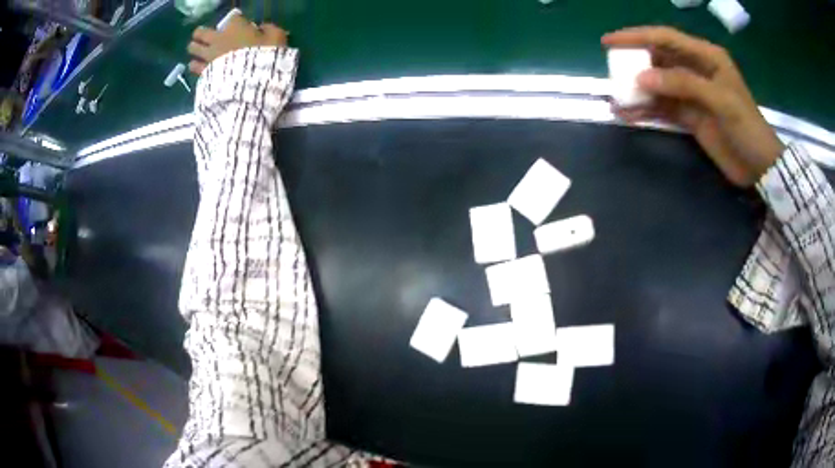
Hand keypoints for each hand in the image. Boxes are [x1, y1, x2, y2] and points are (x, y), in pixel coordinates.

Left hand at [187, 14, 287, 74]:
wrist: (250, 82)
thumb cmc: (265, 57)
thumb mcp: (277, 38)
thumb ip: (270, 29)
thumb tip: (263, 27)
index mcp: (236, 27)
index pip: (233, 18)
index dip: (236, 21)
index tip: (240, 26)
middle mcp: (218, 39)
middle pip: (201, 32)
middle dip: (201, 33)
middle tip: (204, 37)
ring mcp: (209, 56)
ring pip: (193, 48)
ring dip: (195, 49)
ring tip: (197, 53)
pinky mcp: (204, 72)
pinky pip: (194, 67)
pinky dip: (196, 66)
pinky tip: (198, 68)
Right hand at [602, 26, 783, 186]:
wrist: (760, 166)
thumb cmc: (747, 127)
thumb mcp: (720, 100)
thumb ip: (683, 84)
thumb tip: (642, 78)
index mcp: (705, 56)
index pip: (665, 38)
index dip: (636, 36)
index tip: (609, 42)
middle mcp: (696, 69)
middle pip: (658, 59)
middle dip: (634, 64)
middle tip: (612, 73)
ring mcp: (692, 94)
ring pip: (658, 84)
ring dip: (638, 90)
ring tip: (616, 99)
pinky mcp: (690, 116)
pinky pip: (663, 108)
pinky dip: (647, 110)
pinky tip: (629, 115)